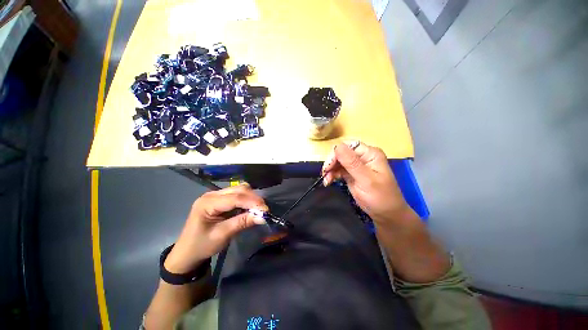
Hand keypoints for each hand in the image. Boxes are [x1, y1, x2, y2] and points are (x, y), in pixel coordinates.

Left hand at [164, 184, 267, 273]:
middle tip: (264, 210)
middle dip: (253, 198)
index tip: (266, 210)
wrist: (187, 252)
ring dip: (251, 198)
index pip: (235, 198)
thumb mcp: (222, 235)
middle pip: (238, 190)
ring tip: (258, 209)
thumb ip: (242, 222)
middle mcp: (211, 194)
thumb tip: (263, 216)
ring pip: (239, 189)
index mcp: (207, 203)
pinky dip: (246, 200)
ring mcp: (215, 195)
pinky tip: (250, 207)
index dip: (252, 202)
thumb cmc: (201, 245)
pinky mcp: (220, 199)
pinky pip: (237, 194)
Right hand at [322, 141, 410, 222]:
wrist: (386, 215)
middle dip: (332, 163)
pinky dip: (332, 174)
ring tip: (326, 180)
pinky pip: (338, 170)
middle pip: (341, 153)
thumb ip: (352, 163)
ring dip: (330, 170)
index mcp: (370, 154)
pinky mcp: (352, 174)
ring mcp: (357, 165)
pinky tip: (328, 181)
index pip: (348, 146)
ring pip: (338, 161)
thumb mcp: (366, 180)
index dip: (336, 154)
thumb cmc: (380, 198)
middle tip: (325, 174)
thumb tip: (337, 146)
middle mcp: (363, 157)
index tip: (329, 167)